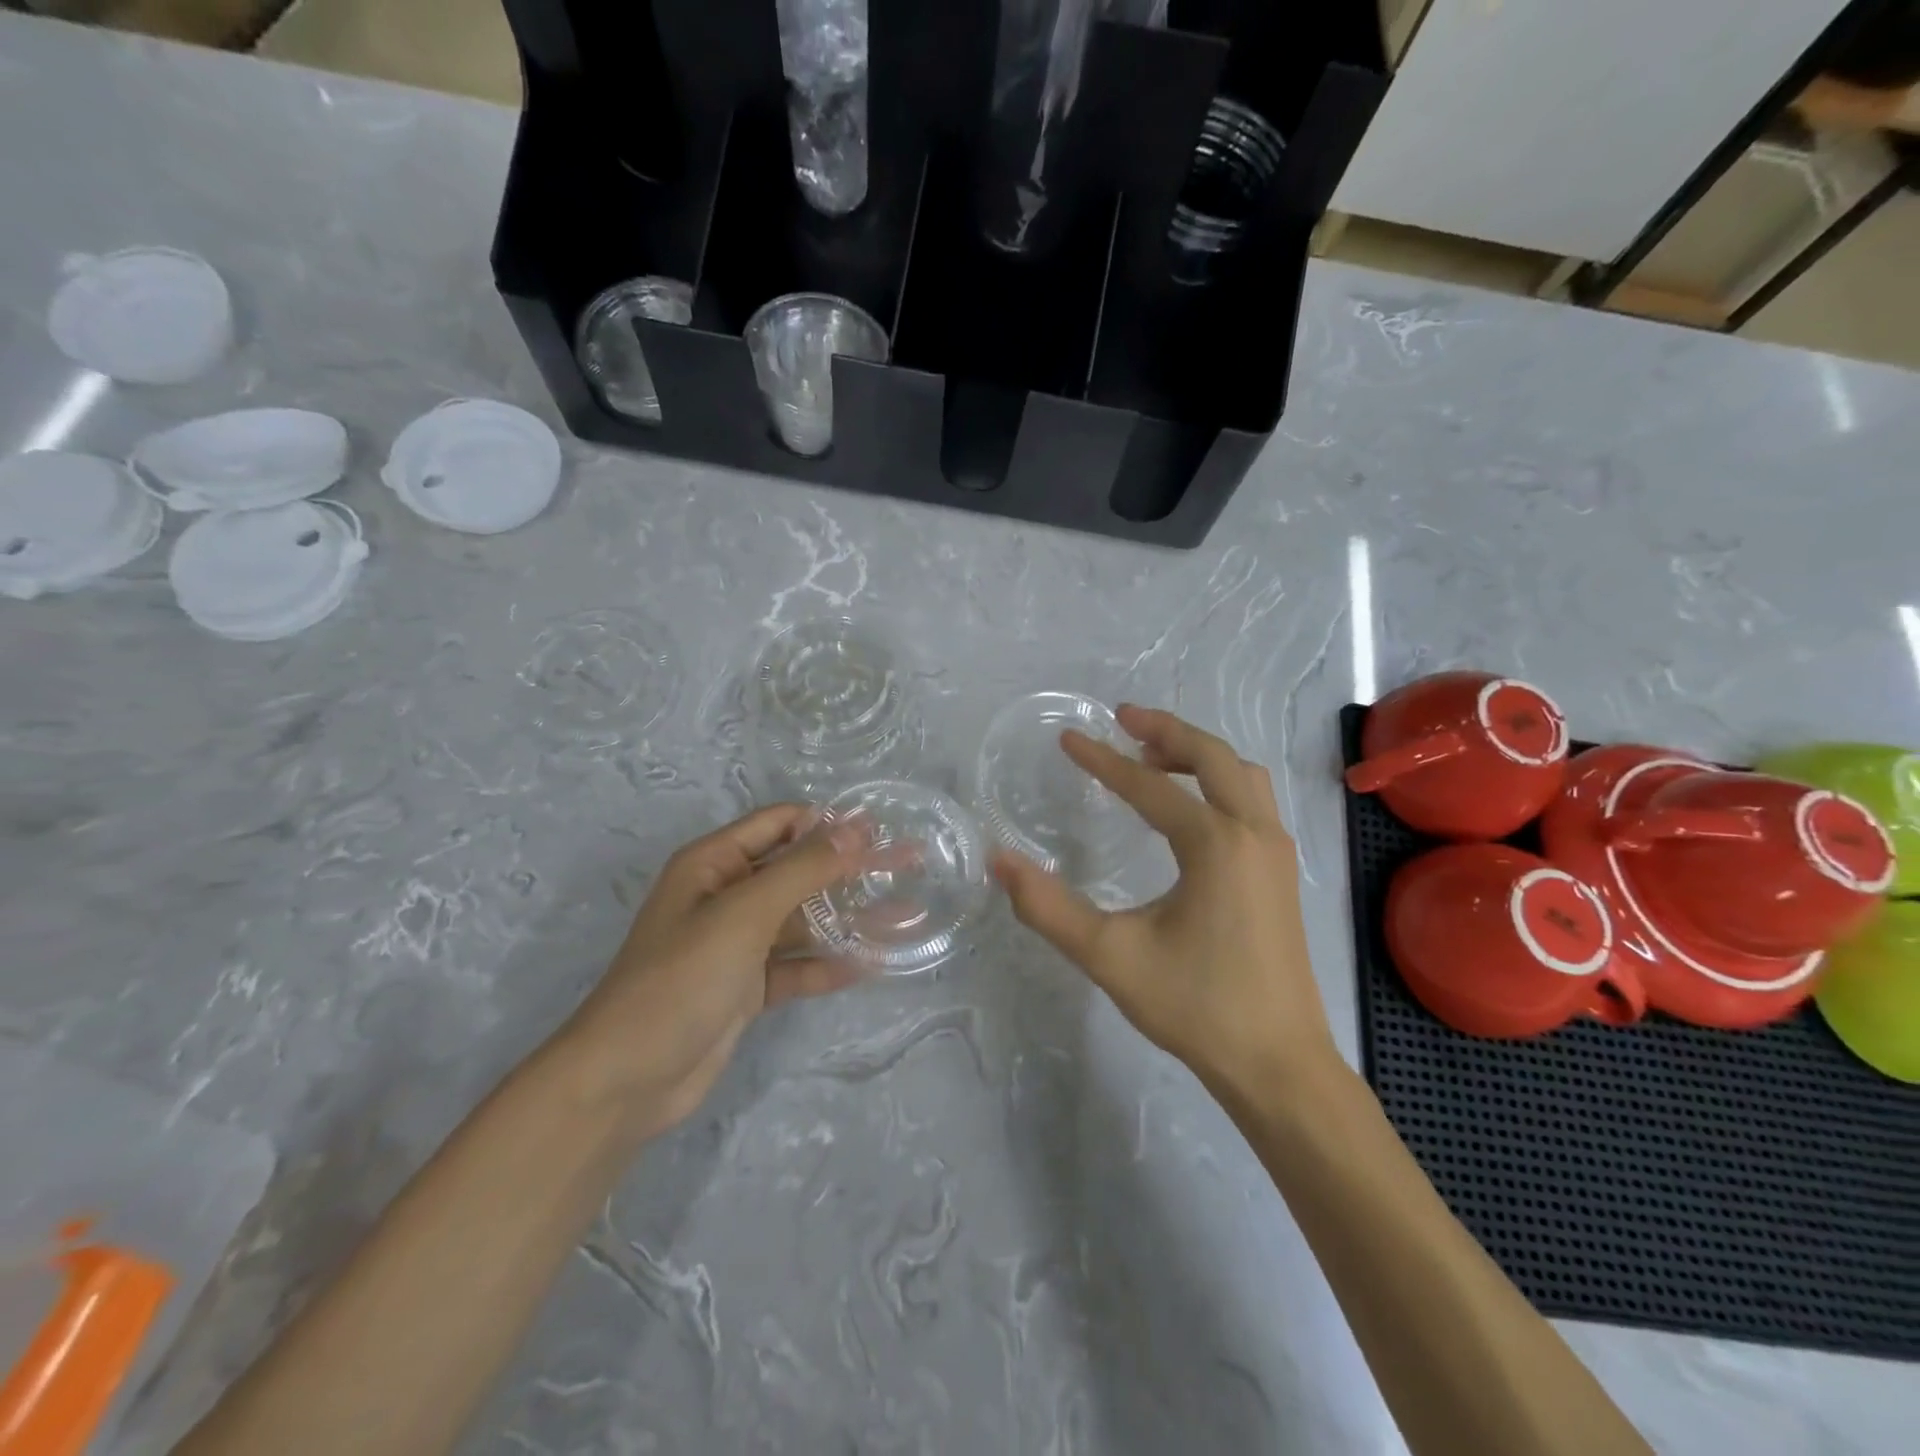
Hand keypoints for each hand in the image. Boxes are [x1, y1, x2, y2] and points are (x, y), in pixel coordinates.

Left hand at [561, 805, 877, 1140]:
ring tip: (906, 914)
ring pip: (802, 921)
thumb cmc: (682, 978)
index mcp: (713, 864)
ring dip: (848, 918)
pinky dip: (828, 964)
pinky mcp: (746, 987)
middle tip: (908, 864)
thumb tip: (855, 829)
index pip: (779, 824)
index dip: (828, 822)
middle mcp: (726, 896)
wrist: (628, 1079)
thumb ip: (802, 869)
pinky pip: (796, 966)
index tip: (881, 830)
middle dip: (849, 869)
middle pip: (798, 871)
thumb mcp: (745, 914)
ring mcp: (737, 944)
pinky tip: (871, 964)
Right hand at [992, 705, 1337, 1098]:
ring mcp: (1275, 851)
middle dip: (1165, 731)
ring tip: (1152, 756)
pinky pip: (1252, 801)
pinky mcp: (1282, 872)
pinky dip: (1219, 781)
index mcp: (1215, 844)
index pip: (1148, 787)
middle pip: (1211, 756)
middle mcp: (1253, 833)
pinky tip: (1189, 807)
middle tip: (1121, 718)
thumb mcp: (1110, 957)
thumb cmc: (1196, 1007)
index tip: (1068, 739)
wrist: (1278, 1065)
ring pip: (1241, 774)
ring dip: (1198, 754)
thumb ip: (1048, 908)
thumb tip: (999, 862)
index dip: (1103, 761)